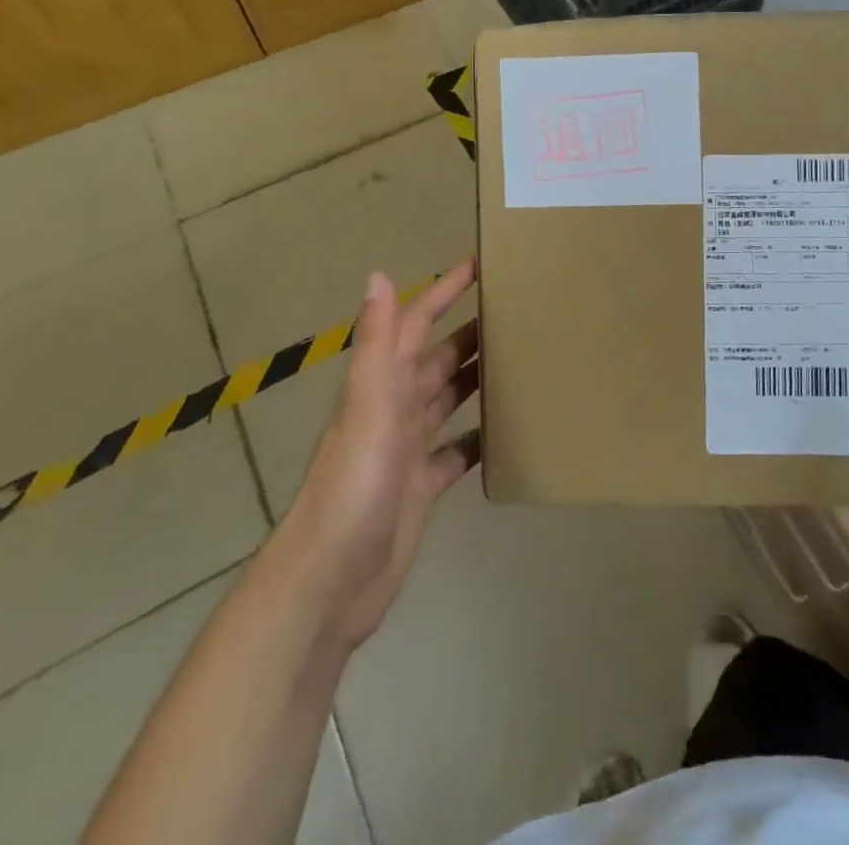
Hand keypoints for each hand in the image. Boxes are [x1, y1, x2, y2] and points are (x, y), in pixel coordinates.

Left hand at [274, 261, 479, 652]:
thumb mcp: (368, 410)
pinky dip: (478, 437)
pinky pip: (456, 451)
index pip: (416, 324)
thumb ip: (376, 345)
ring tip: (519, 359)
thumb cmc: (353, 489)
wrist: (329, 585)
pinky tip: (507, 432)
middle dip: (471, 330)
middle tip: (516, 310)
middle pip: (439, 359)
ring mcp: (407, 449)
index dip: (442, 291)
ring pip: (448, 399)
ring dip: (477, 377)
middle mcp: (394, 410)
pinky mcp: (421, 486)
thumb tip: (378, 275)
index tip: (479, 263)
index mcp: (382, 386)